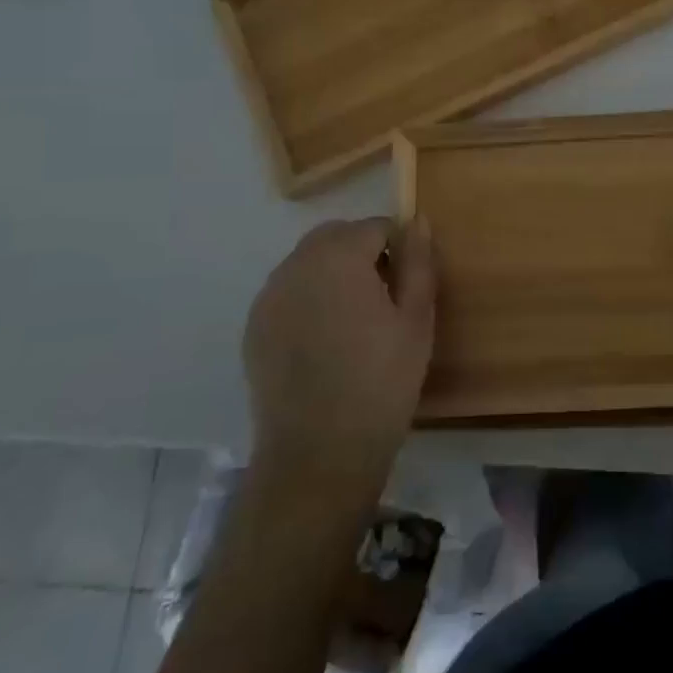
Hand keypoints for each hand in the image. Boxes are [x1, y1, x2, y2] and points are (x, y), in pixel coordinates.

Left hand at [244, 217, 435, 481]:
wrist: (319, 452)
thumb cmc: (382, 380)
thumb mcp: (416, 318)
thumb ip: (418, 261)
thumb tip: (417, 220)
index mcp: (339, 257)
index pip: (375, 227)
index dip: (398, 248)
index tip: (409, 284)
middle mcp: (296, 265)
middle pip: (335, 237)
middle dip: (362, 252)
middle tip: (385, 298)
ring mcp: (269, 297)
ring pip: (308, 263)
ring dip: (333, 273)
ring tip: (355, 320)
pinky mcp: (254, 328)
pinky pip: (288, 293)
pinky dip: (309, 299)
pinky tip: (325, 339)